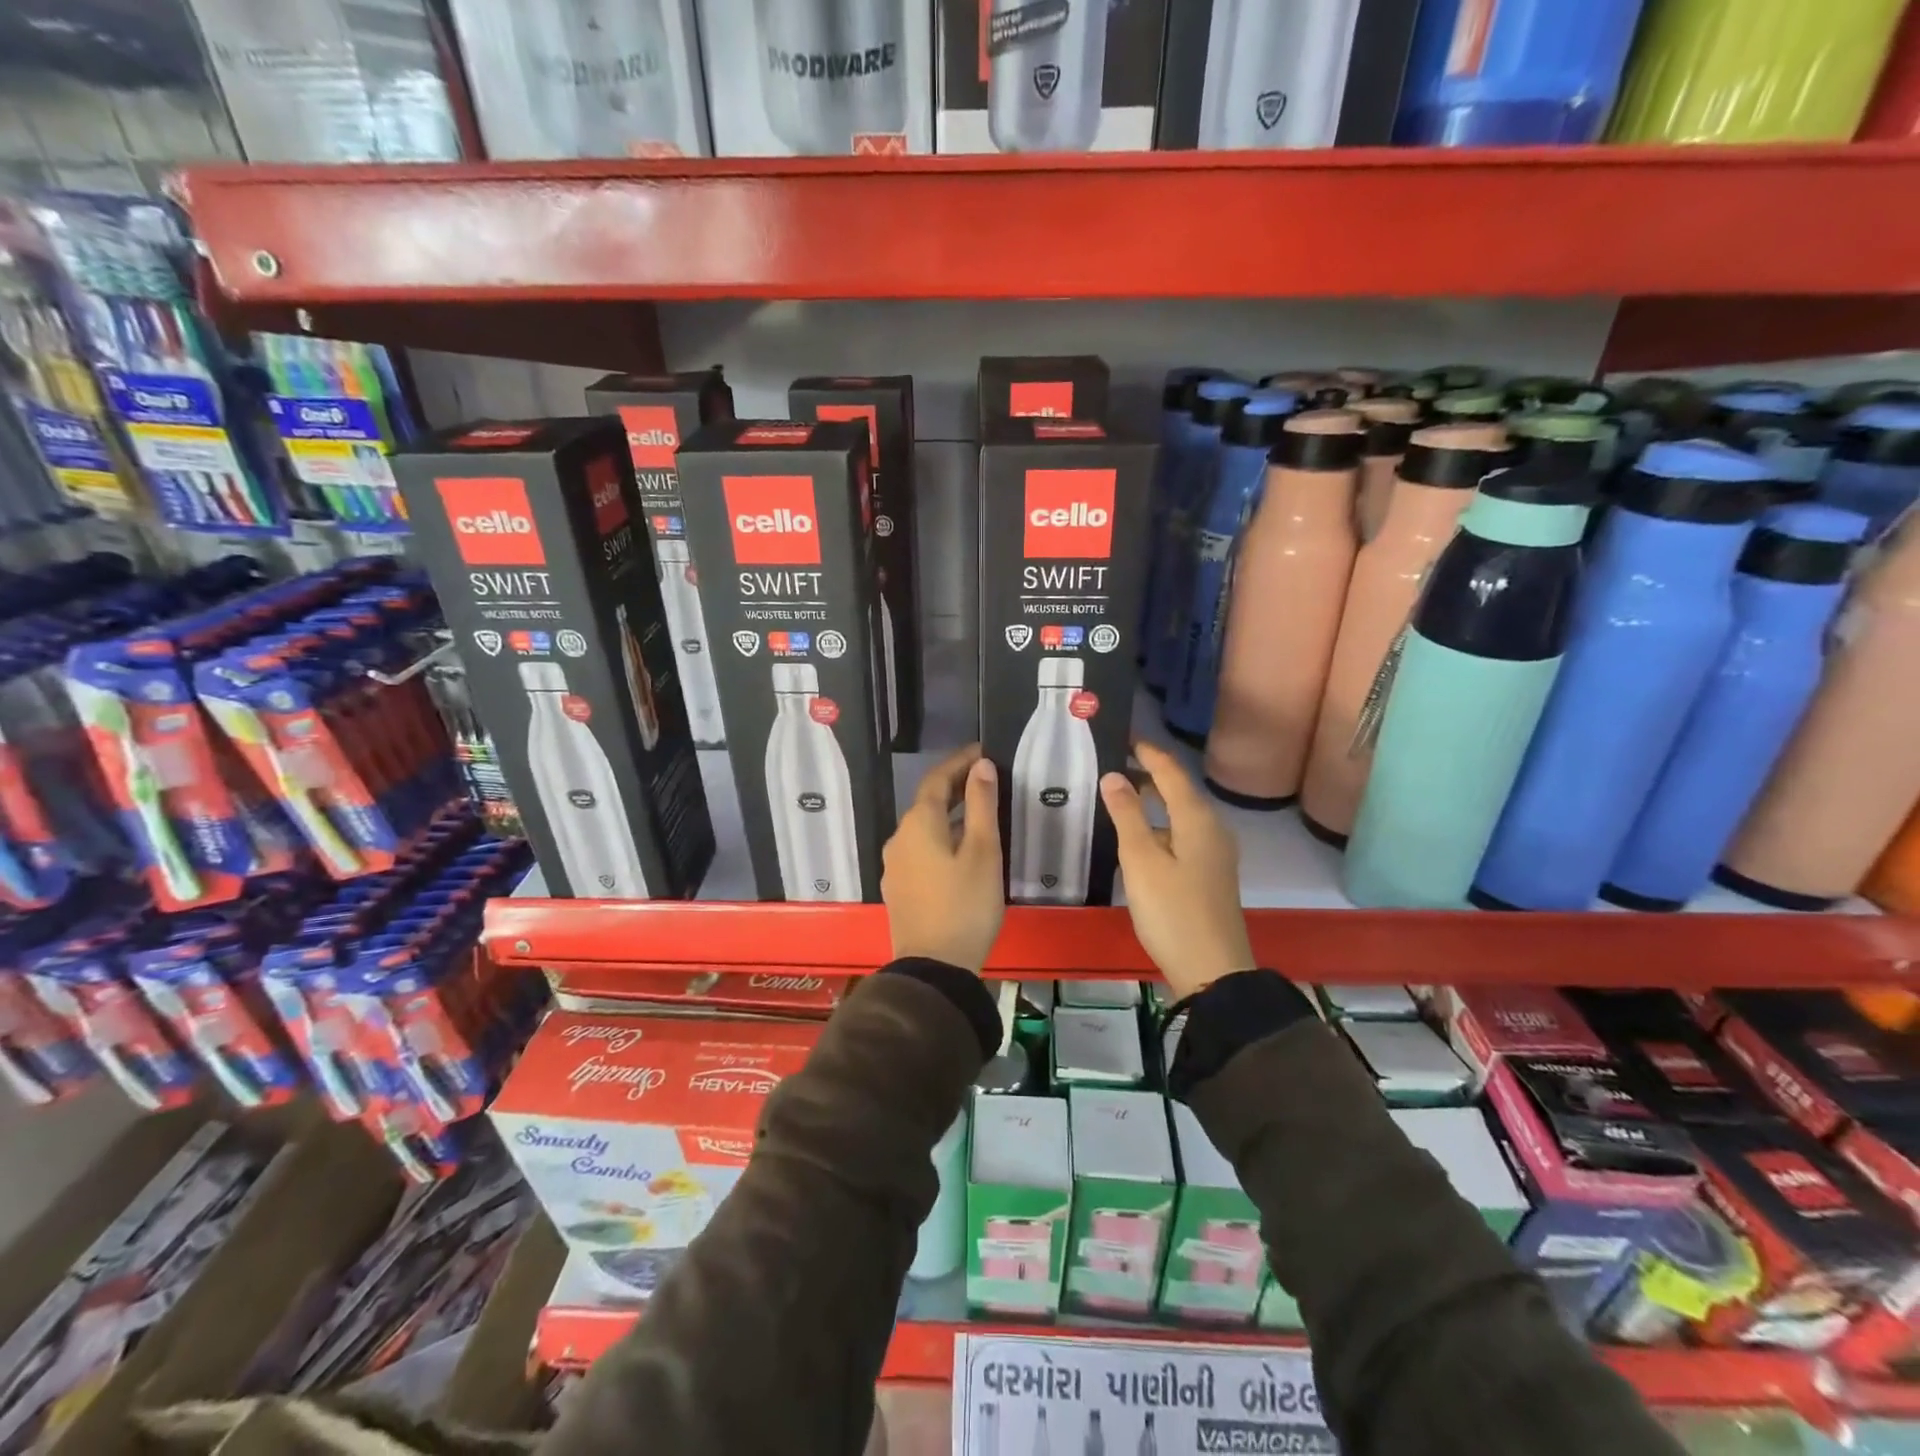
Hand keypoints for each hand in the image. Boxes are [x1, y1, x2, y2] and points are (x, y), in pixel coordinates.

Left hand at [882, 745, 1004, 973]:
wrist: (934, 967)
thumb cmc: (965, 905)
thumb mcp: (982, 852)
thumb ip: (981, 805)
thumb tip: (981, 765)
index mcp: (919, 824)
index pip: (936, 779)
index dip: (959, 762)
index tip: (982, 751)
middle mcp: (899, 838)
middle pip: (926, 802)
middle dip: (953, 786)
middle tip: (984, 778)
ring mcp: (895, 865)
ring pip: (922, 827)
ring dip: (946, 813)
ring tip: (976, 812)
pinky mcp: (899, 888)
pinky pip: (919, 849)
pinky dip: (939, 837)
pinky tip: (958, 849)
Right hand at [1101, 741, 1254, 998]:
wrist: (1212, 970)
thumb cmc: (1172, 911)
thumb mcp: (1141, 860)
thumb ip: (1127, 815)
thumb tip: (1114, 776)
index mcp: (1197, 819)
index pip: (1171, 771)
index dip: (1147, 752)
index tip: (1123, 736)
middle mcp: (1211, 829)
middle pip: (1178, 790)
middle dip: (1148, 775)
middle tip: (1112, 763)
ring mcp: (1214, 854)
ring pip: (1180, 814)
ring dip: (1153, 801)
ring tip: (1119, 796)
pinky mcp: (1210, 874)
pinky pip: (1182, 834)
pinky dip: (1159, 825)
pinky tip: (1138, 838)